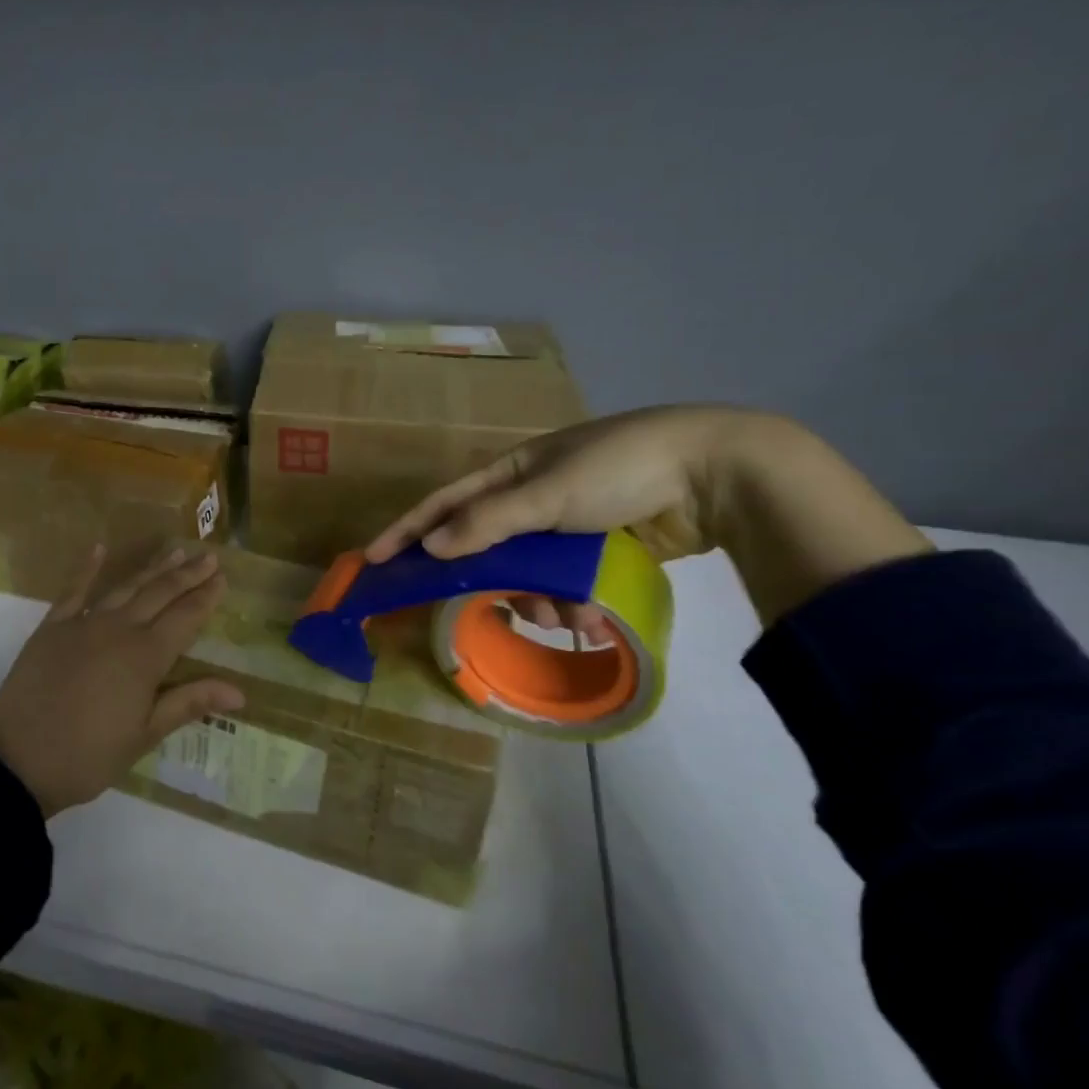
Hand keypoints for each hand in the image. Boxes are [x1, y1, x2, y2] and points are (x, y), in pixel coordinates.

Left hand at [0, 546, 245, 815]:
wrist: (14, 760)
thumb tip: (240, 691)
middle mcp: (118, 630)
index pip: (185, 618)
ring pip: (125, 587)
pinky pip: (73, 591)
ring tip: (173, 551)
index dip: (205, 598)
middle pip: (159, 594)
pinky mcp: (52, 628)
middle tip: (208, 557)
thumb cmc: (87, 756)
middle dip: (186, 575)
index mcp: (145, 657)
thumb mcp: (144, 735)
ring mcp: (82, 624)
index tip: (223, 578)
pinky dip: (87, 569)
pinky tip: (98, 549)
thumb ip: (189, 703)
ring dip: (151, 568)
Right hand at [367, 406, 748, 642]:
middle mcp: (532, 499)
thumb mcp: (546, 493)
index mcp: (512, 472)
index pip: (445, 504)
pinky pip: (566, 585)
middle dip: (494, 585)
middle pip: (488, 550)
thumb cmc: (619, 469)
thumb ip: (487, 523)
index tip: (373, 560)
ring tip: (570, 619)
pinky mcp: (599, 551)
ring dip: (542, 603)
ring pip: (529, 576)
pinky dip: (574, 605)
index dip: (407, 531)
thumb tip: (430, 548)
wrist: (714, 472)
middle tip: (498, 611)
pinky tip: (594, 620)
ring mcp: (567, 527)